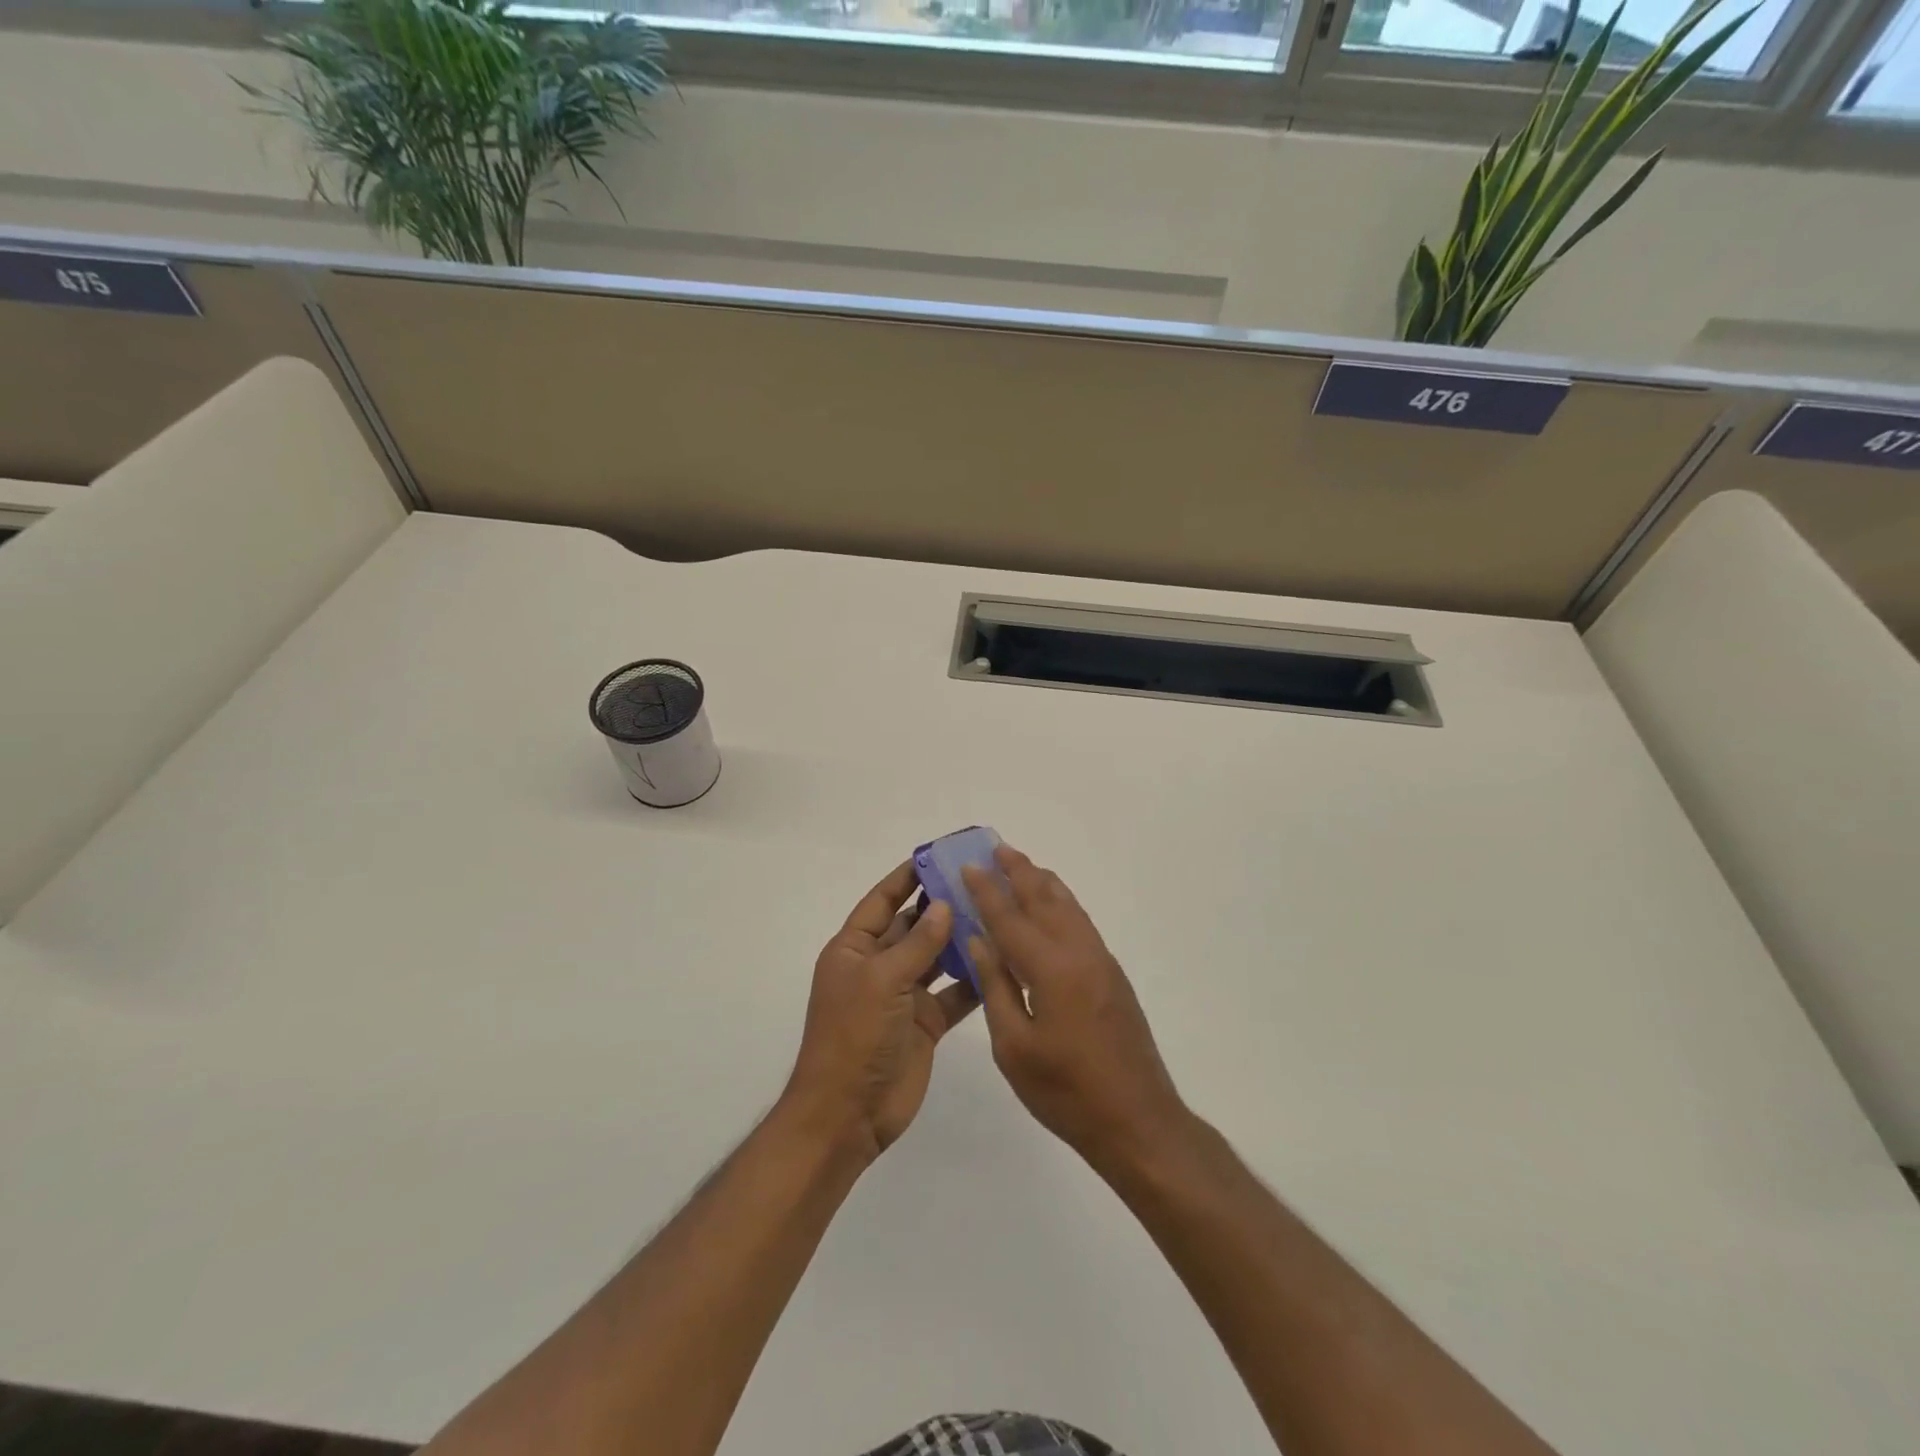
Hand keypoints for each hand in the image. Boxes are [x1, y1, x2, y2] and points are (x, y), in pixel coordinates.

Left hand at [784, 861, 978, 1160]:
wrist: (847, 1115)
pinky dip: (973, 979)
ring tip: (998, 914)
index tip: (938, 855)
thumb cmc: (853, 1036)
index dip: (907, 877)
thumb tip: (945, 906)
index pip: (883, 901)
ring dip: (961, 939)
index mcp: (854, 949)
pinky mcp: (926, 1022)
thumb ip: (917, 943)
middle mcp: (878, 966)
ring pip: (936, 957)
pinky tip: (1001, 961)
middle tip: (981, 882)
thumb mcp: (881, 980)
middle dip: (942, 905)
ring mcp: (903, 995)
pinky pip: (953, 992)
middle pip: (913, 926)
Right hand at [963, 846, 1189, 1175]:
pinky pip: (1081, 922)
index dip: (986, 892)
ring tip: (1021, 864)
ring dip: (1042, 882)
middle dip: (1017, 872)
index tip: (968, 866)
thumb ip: (996, 987)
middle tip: (996, 847)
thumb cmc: (1066, 1092)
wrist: (1138, 1121)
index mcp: (1051, 969)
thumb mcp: (1015, 1047)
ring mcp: (1100, 961)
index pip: (1009, 919)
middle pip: (1044, 899)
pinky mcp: (1112, 974)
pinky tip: (1053, 904)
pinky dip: (1061, 902)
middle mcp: (1079, 953)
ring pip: (1067, 906)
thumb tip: (979, 940)